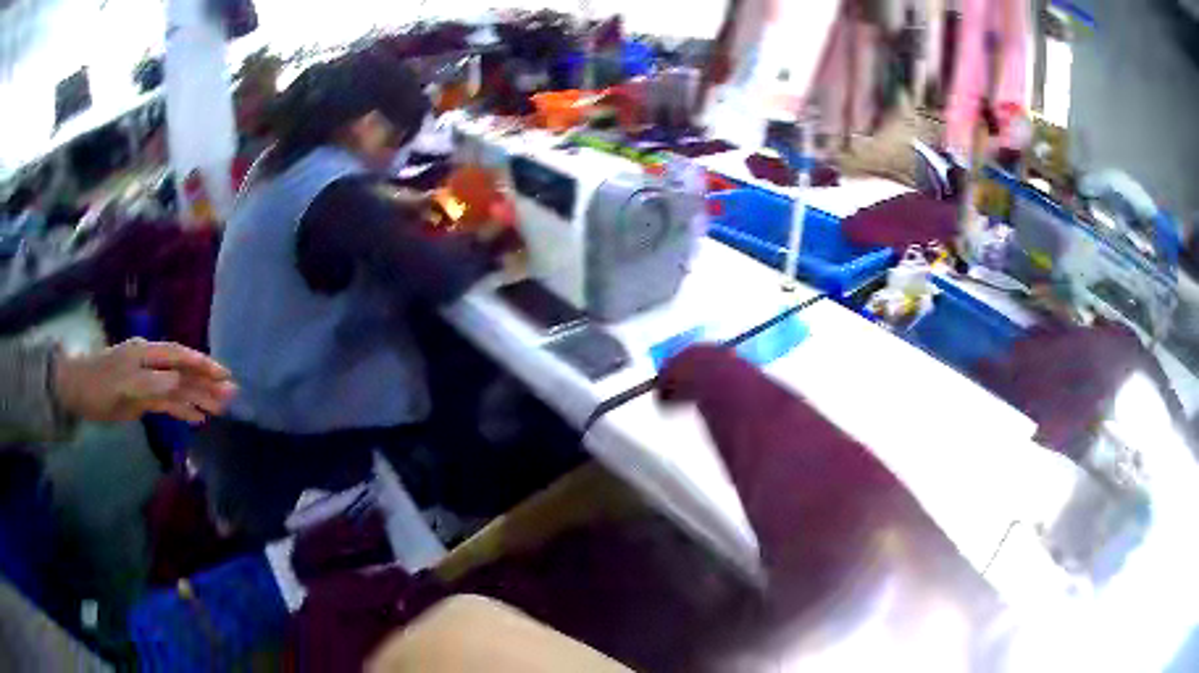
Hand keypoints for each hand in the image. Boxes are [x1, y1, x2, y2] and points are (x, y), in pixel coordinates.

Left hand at [53, 338, 235, 423]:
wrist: (78, 391)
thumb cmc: (98, 386)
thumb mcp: (122, 385)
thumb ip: (149, 382)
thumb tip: (178, 379)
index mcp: (146, 354)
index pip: (179, 356)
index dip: (201, 363)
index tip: (223, 373)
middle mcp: (150, 364)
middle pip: (183, 372)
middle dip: (206, 381)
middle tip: (231, 393)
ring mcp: (147, 381)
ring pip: (178, 388)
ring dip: (198, 397)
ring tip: (221, 407)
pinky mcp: (143, 398)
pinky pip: (167, 403)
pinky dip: (182, 409)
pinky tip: (197, 418)